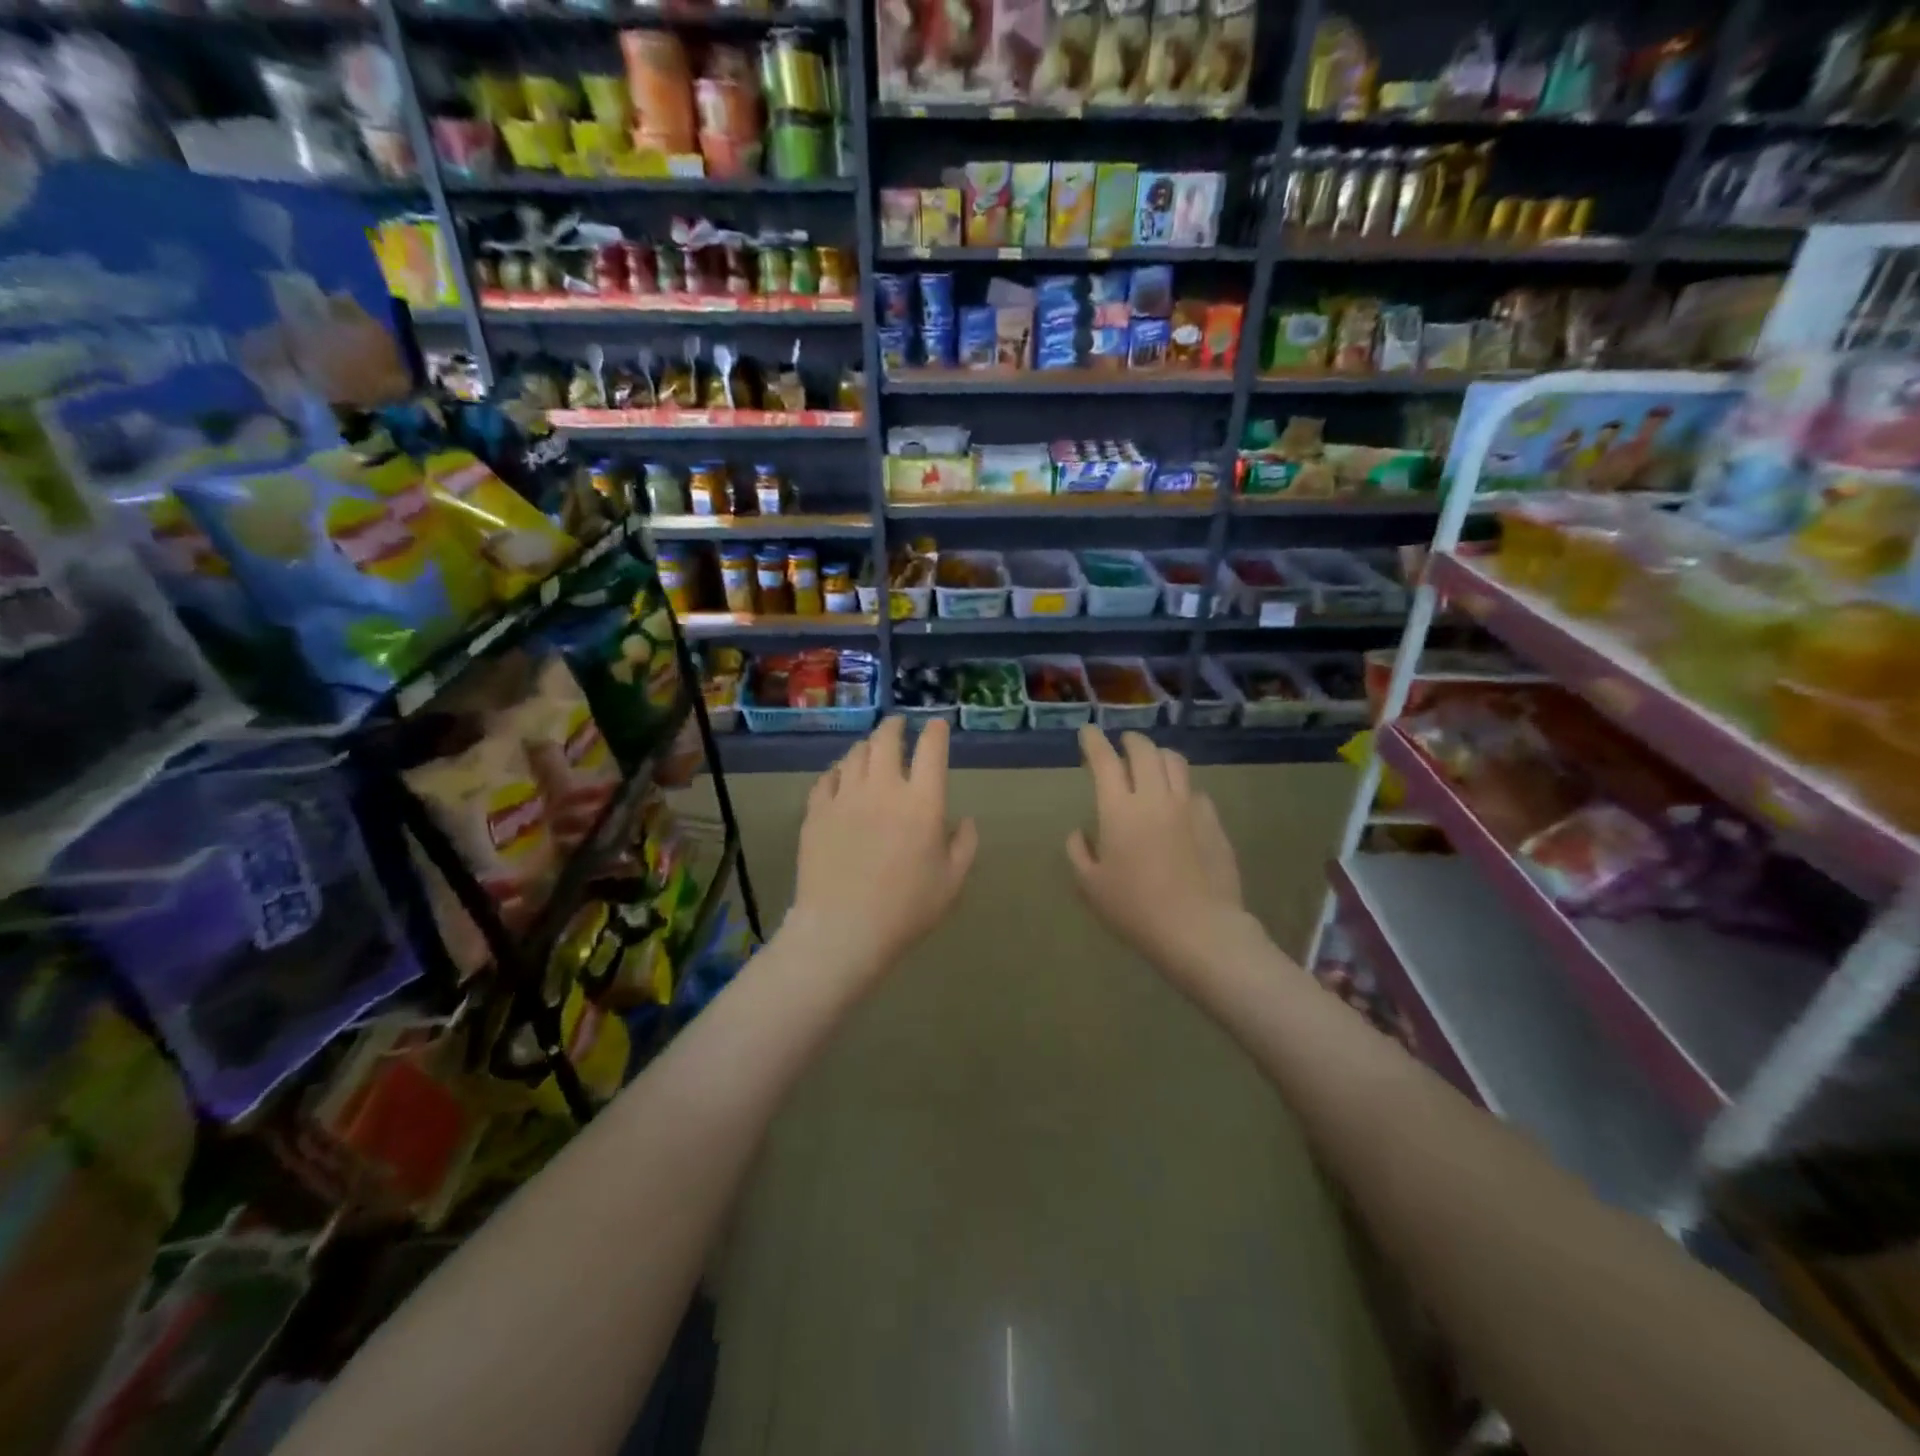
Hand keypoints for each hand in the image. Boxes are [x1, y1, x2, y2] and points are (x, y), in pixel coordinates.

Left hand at [785, 716, 977, 986]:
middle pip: (886, 740)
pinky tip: (840, 777)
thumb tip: (963, 820)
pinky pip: (827, 779)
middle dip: (895, 726)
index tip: (937, 725)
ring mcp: (845, 797)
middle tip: (898, 724)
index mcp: (922, 802)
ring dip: (867, 746)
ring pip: (855, 754)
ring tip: (871, 749)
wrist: (843, 929)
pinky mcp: (816, 812)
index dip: (936, 732)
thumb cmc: (906, 909)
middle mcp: (883, 788)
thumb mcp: (952, 882)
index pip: (931, 750)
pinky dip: (838, 772)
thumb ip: (964, 845)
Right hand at [1066, 726, 1248, 986]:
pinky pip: (1195, 791)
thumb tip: (1081, 833)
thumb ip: (1079, 852)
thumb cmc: (1135, 909)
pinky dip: (1181, 787)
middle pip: (1144, 750)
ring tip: (1152, 764)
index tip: (1088, 732)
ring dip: (1158, 756)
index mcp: (1119, 810)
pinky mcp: (1213, 821)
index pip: (1104, 761)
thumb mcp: (1090, 886)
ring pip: (1175, 762)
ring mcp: (1188, 807)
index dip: (1094, 742)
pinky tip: (1178, 803)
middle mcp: (1154, 797)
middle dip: (1130, 741)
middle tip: (1122, 745)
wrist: (1198, 929)